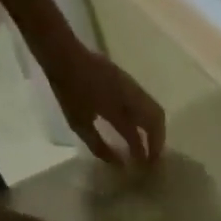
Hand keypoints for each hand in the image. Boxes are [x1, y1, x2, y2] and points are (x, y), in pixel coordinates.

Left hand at [44, 47, 165, 166]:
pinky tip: (138, 126)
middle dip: (158, 141)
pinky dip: (148, 118)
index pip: (136, 136)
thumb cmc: (69, 89)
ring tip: (148, 143)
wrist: (63, 52)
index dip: (143, 153)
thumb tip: (120, 164)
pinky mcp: (127, 81)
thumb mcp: (79, 123)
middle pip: (156, 121)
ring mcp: (131, 87)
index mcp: (117, 109)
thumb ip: (100, 146)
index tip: (145, 168)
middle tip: (152, 157)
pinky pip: (146, 103)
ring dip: (155, 130)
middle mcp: (130, 98)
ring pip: (154, 111)